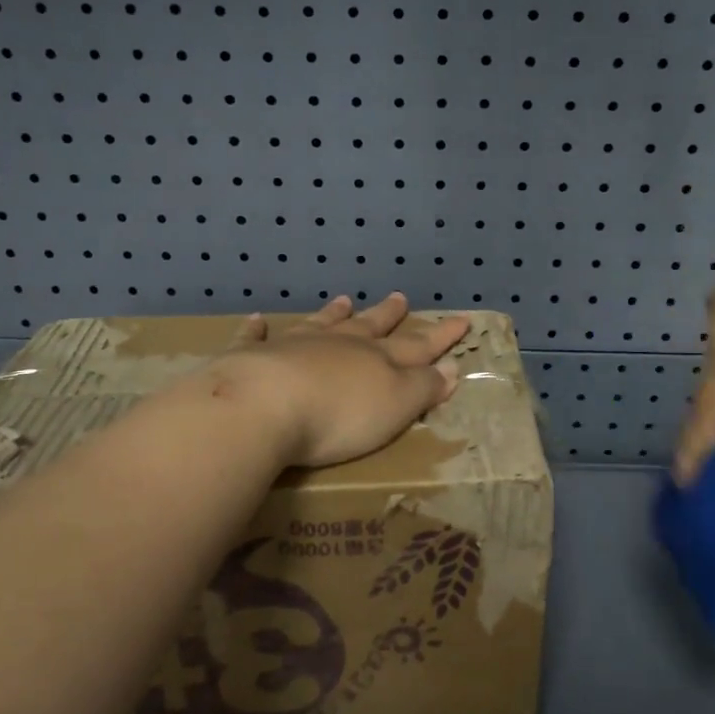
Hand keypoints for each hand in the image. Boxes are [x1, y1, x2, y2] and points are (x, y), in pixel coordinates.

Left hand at [210, 293, 470, 468]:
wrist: (264, 405)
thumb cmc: (339, 415)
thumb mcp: (395, 406)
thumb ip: (423, 388)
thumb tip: (451, 368)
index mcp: (376, 359)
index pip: (418, 346)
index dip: (441, 337)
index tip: (461, 320)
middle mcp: (339, 345)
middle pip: (369, 327)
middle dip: (387, 316)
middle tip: (399, 298)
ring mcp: (294, 346)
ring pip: (320, 324)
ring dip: (334, 314)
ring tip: (345, 299)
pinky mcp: (252, 358)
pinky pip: (256, 338)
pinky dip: (257, 329)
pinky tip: (256, 320)